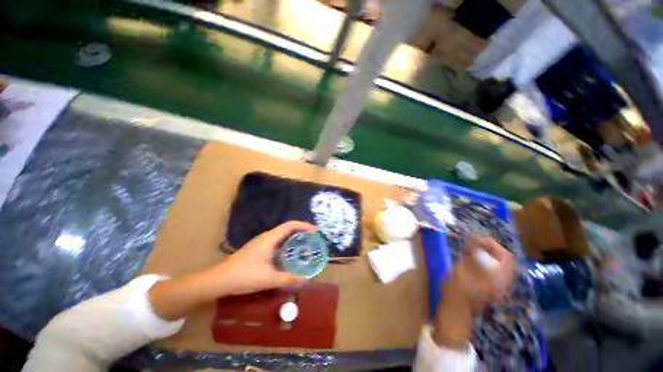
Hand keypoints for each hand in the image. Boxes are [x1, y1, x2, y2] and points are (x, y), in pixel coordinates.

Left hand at [212, 221, 316, 295]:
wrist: (219, 280)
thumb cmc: (245, 275)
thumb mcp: (269, 278)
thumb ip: (289, 279)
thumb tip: (307, 281)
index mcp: (271, 238)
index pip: (291, 225)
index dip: (305, 225)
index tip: (316, 231)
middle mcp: (267, 236)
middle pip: (288, 228)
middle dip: (302, 231)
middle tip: (314, 239)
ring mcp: (262, 243)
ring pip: (283, 236)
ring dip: (294, 238)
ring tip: (305, 246)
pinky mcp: (259, 249)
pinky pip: (278, 243)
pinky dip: (287, 245)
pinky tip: (290, 256)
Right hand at [433, 234, 515, 347]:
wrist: (455, 311)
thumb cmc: (457, 289)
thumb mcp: (462, 267)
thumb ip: (473, 252)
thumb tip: (478, 237)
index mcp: (498, 278)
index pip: (506, 256)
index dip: (494, 245)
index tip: (478, 239)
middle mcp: (503, 282)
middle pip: (505, 261)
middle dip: (491, 249)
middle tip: (474, 244)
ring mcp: (499, 287)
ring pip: (500, 266)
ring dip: (488, 256)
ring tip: (473, 251)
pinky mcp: (493, 289)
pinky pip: (495, 272)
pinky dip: (487, 263)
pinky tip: (473, 262)